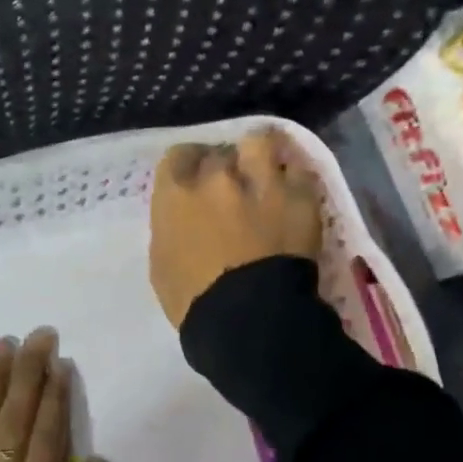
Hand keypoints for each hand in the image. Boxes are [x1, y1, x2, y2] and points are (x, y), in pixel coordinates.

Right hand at [149, 128, 323, 328]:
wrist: (249, 318)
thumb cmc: (193, 302)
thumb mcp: (162, 264)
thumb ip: (170, 228)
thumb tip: (185, 219)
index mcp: (177, 194)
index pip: (178, 156)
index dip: (188, 167)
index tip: (194, 180)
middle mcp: (217, 177)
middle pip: (220, 152)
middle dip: (224, 166)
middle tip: (230, 187)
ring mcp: (262, 182)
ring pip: (260, 143)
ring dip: (260, 156)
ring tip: (265, 173)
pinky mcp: (300, 196)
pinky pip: (299, 171)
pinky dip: (294, 180)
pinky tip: (293, 194)